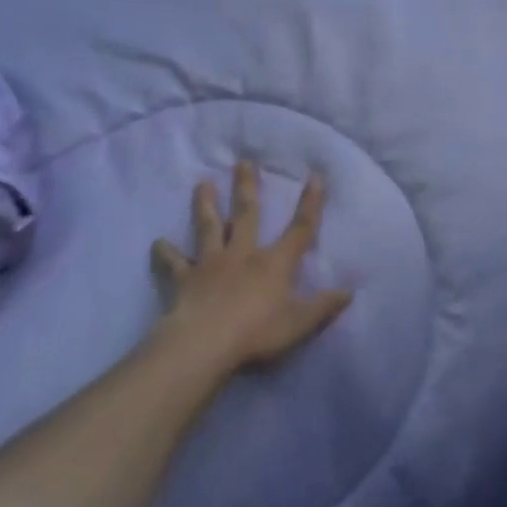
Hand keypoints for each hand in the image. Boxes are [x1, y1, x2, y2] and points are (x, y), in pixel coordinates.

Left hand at [150, 162, 352, 373]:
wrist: (205, 344)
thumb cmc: (257, 334)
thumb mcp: (300, 324)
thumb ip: (324, 307)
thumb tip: (349, 291)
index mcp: (274, 264)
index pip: (300, 229)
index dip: (310, 203)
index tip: (315, 176)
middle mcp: (242, 254)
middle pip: (246, 215)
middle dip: (247, 188)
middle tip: (243, 162)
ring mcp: (210, 264)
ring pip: (208, 227)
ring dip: (206, 205)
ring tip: (202, 183)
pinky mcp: (184, 279)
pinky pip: (173, 263)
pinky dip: (164, 254)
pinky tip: (157, 244)